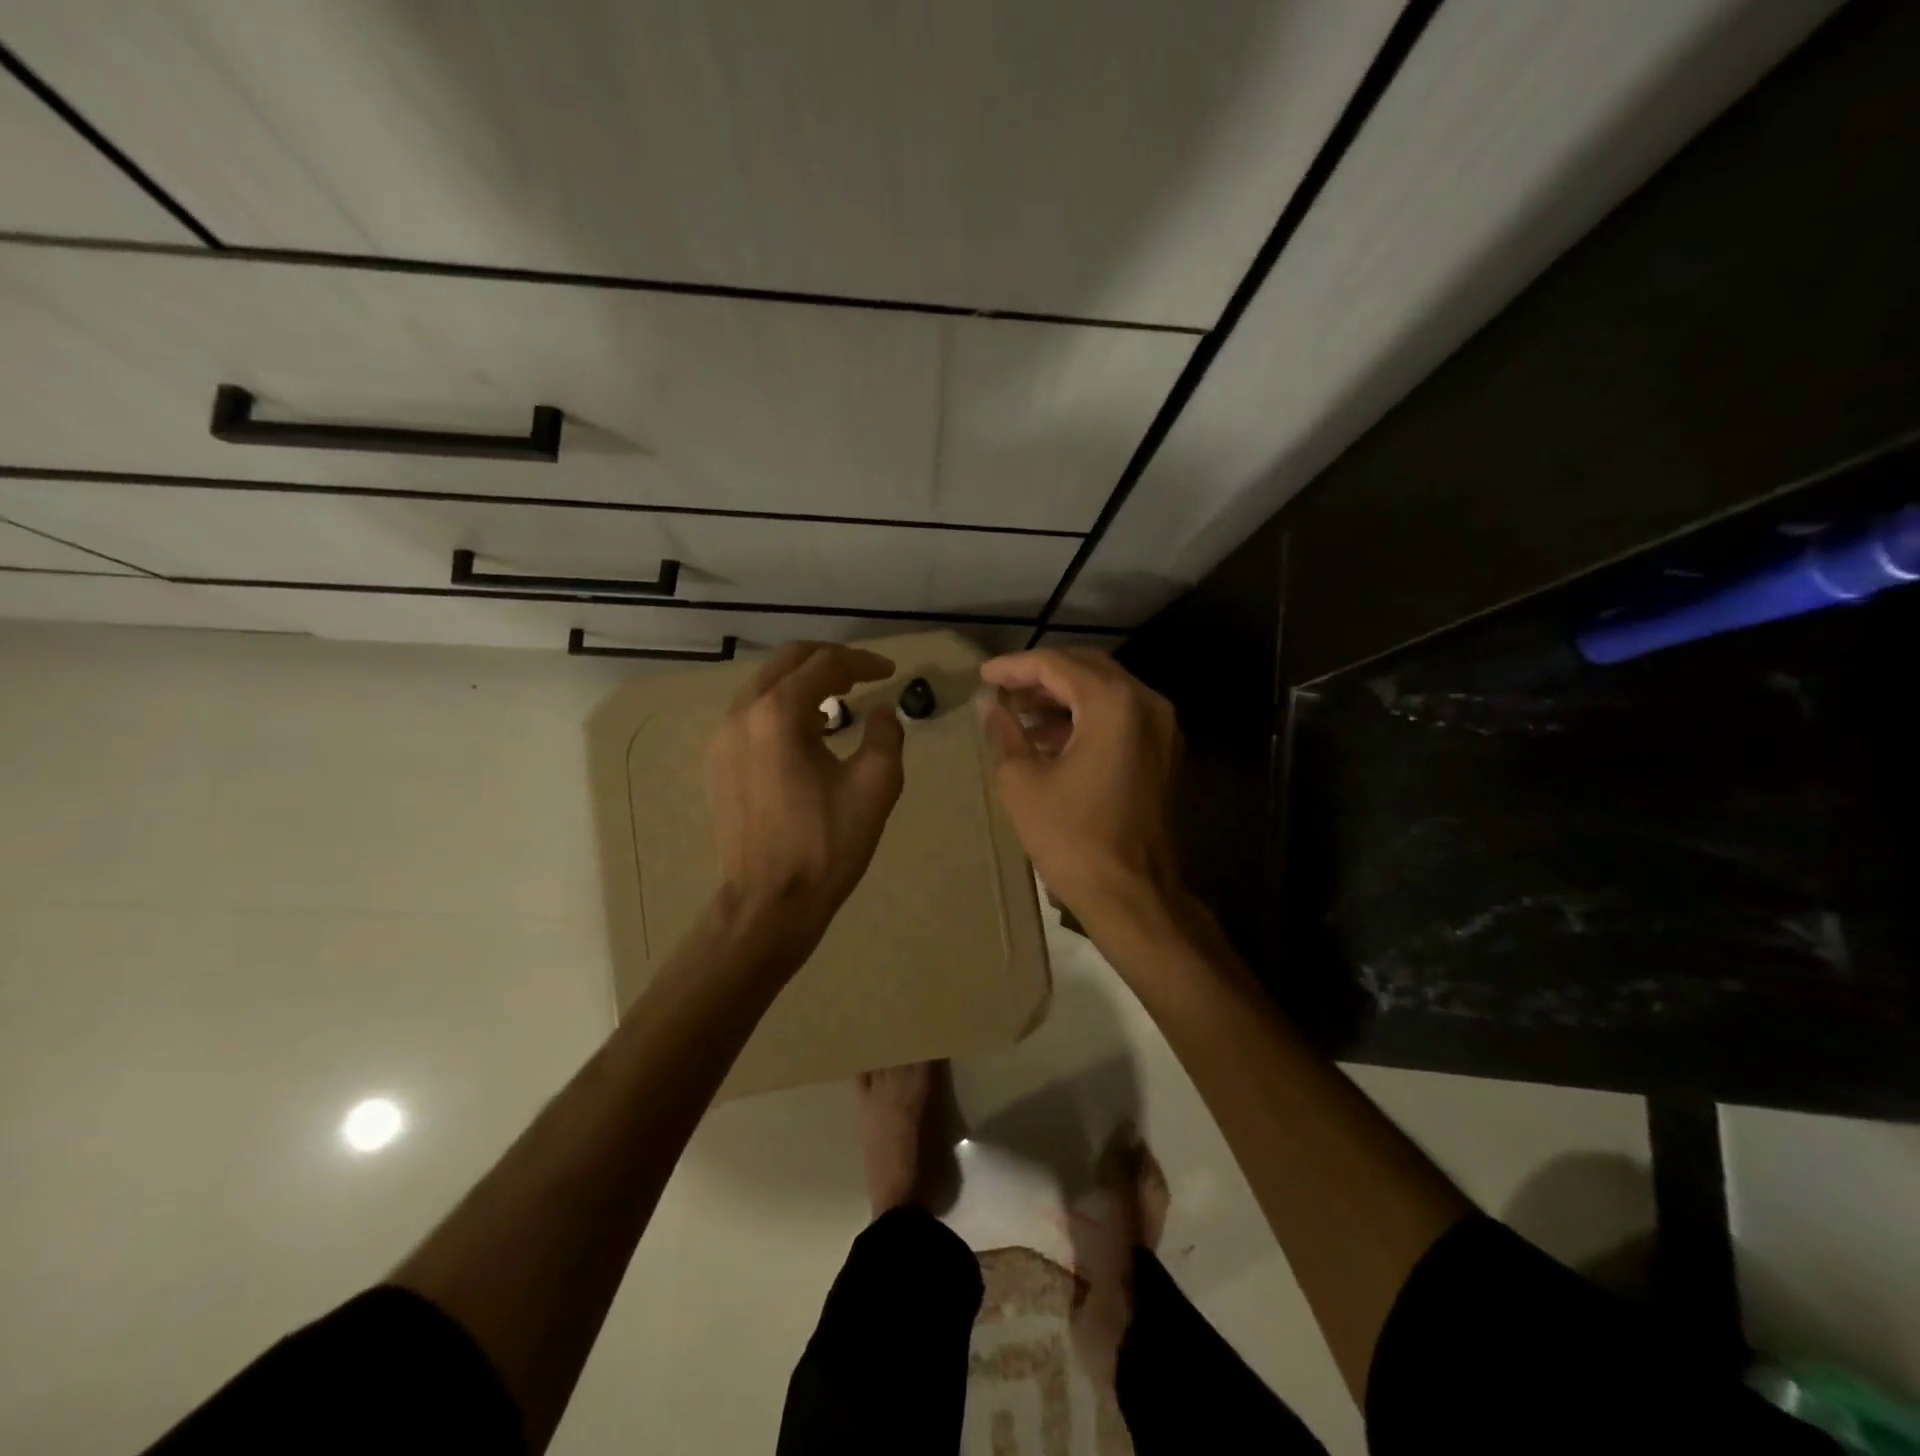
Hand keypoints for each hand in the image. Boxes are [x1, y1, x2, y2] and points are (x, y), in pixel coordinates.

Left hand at [705, 642, 904, 950]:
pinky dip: (781, 707)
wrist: (769, 902)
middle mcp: (742, 714)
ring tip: (839, 701)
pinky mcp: (716, 761)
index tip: (890, 672)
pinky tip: (805, 733)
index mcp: (779, 714)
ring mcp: (721, 737)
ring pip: (764, 685)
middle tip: (863, 676)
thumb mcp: (875, 787)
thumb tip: (883, 711)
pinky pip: (750, 713)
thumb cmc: (826, 845)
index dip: (863, 662)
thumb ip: (886, 736)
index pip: (825, 664)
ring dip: (803, 683)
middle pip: (787, 662)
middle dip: (829, 662)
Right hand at [977, 648, 1182, 934]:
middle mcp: (1146, 704)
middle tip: (1001, 691)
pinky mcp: (1163, 754)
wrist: (1133, 895)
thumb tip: (989, 705)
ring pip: (1105, 693)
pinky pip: (1120, 718)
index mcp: (1113, 703)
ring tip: (1018, 715)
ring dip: (1062, 698)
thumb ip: (1004, 732)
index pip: (1057, 664)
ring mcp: (1162, 729)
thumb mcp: (1022, 782)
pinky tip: (1049, 739)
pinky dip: (1085, 719)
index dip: (1014, 666)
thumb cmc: (1073, 838)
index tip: (983, 675)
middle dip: (1040, 677)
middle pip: (1086, 669)